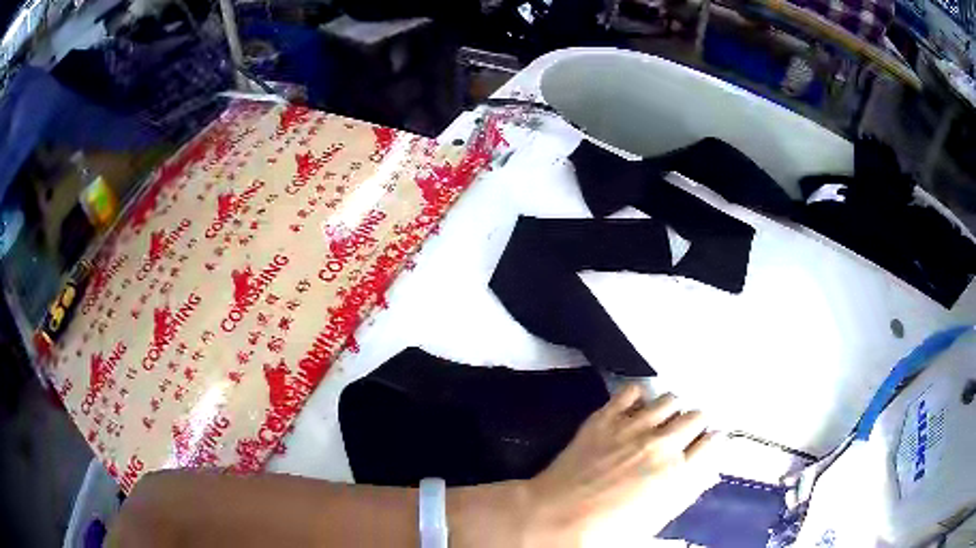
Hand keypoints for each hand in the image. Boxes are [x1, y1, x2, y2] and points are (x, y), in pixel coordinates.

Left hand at [523, 385, 719, 546]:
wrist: (555, 516)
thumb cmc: (606, 531)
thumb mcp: (655, 522)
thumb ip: (686, 494)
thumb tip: (707, 474)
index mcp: (677, 473)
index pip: (712, 443)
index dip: (712, 441)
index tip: (707, 442)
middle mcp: (662, 444)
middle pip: (696, 416)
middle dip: (695, 424)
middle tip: (683, 434)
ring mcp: (633, 426)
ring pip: (670, 399)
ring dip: (671, 410)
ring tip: (661, 421)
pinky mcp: (606, 416)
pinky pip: (632, 391)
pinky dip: (638, 397)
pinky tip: (634, 409)